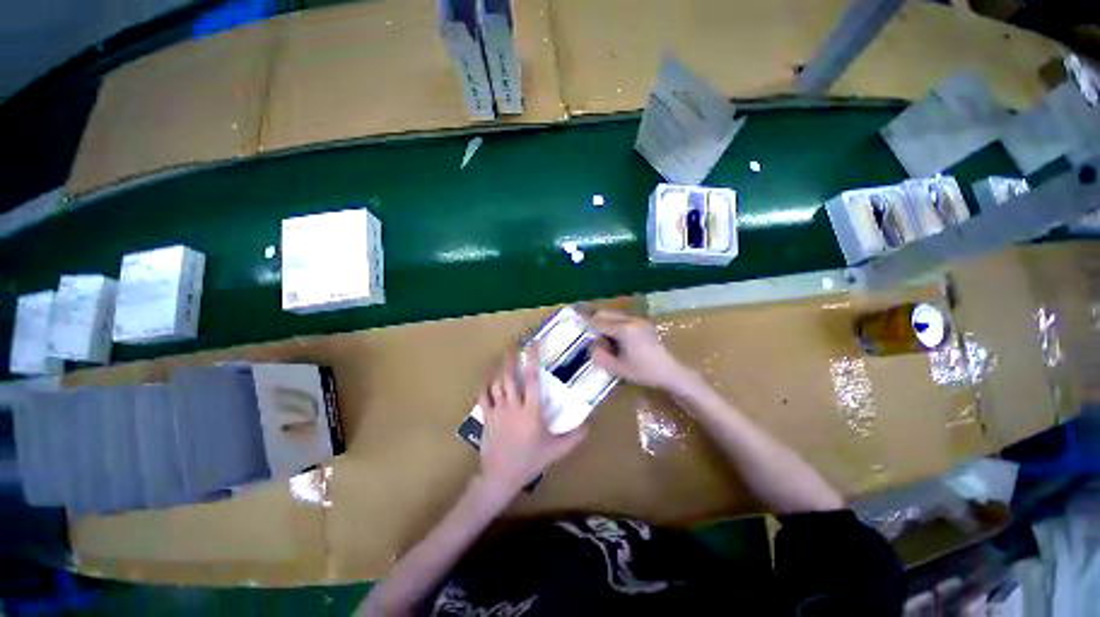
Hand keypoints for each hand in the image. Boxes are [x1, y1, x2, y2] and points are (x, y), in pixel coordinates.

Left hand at [477, 349, 586, 496]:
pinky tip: (488, 378)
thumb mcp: (556, 451)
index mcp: (531, 411)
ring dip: (500, 368)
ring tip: (503, 357)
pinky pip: (483, 396)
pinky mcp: (487, 417)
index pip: (532, 379)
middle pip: (510, 376)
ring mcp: (498, 410)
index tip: (533, 345)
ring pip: (496, 383)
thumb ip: (574, 437)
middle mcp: (513, 406)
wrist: (500, 476)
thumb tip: (590, 424)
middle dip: (511, 358)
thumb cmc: (530, 461)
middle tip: (514, 345)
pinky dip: (485, 384)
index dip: (532, 359)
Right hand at [589, 310, 692, 390]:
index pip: (599, 323)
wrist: (669, 371)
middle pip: (605, 314)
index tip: (580, 332)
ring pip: (614, 314)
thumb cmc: (643, 372)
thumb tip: (590, 346)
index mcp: (624, 329)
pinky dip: (614, 324)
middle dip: (595, 322)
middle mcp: (630, 320)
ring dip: (605, 322)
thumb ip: (599, 356)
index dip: (588, 328)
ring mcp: (638, 320)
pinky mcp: (643, 323)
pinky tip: (615, 337)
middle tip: (589, 334)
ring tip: (602, 338)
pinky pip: (623, 318)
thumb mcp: (617, 368)